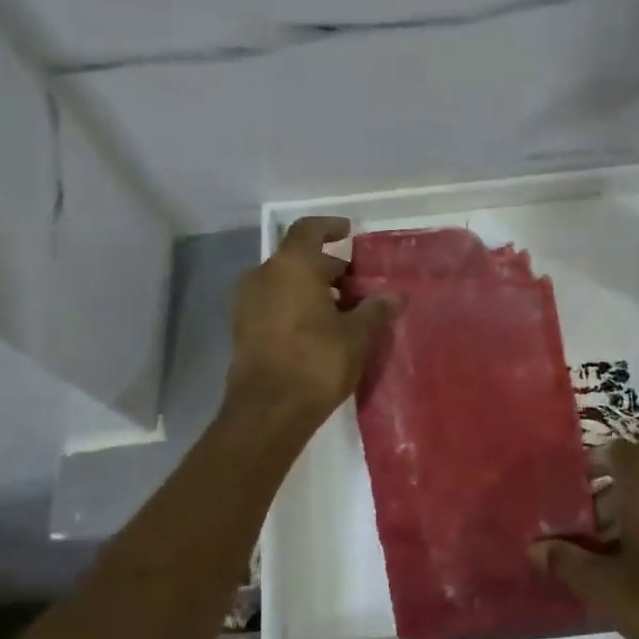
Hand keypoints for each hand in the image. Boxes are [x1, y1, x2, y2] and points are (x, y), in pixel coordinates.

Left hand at [224, 217, 396, 426]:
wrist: (267, 411)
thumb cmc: (316, 362)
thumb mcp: (356, 335)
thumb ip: (375, 310)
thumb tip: (396, 295)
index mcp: (291, 266)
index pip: (309, 230)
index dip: (330, 227)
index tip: (348, 232)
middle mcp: (263, 275)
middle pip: (299, 259)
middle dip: (329, 269)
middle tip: (358, 286)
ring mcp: (247, 303)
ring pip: (285, 283)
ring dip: (312, 289)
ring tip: (343, 311)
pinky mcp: (242, 329)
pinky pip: (274, 304)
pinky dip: (296, 306)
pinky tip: (320, 329)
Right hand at [532, 442, 638, 638]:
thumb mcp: (607, 589)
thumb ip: (568, 563)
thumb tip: (534, 548)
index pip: (616, 452)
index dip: (590, 462)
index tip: (567, 488)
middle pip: (632, 479)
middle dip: (600, 501)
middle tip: (573, 533)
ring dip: (625, 522)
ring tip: (598, 557)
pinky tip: (634, 573)